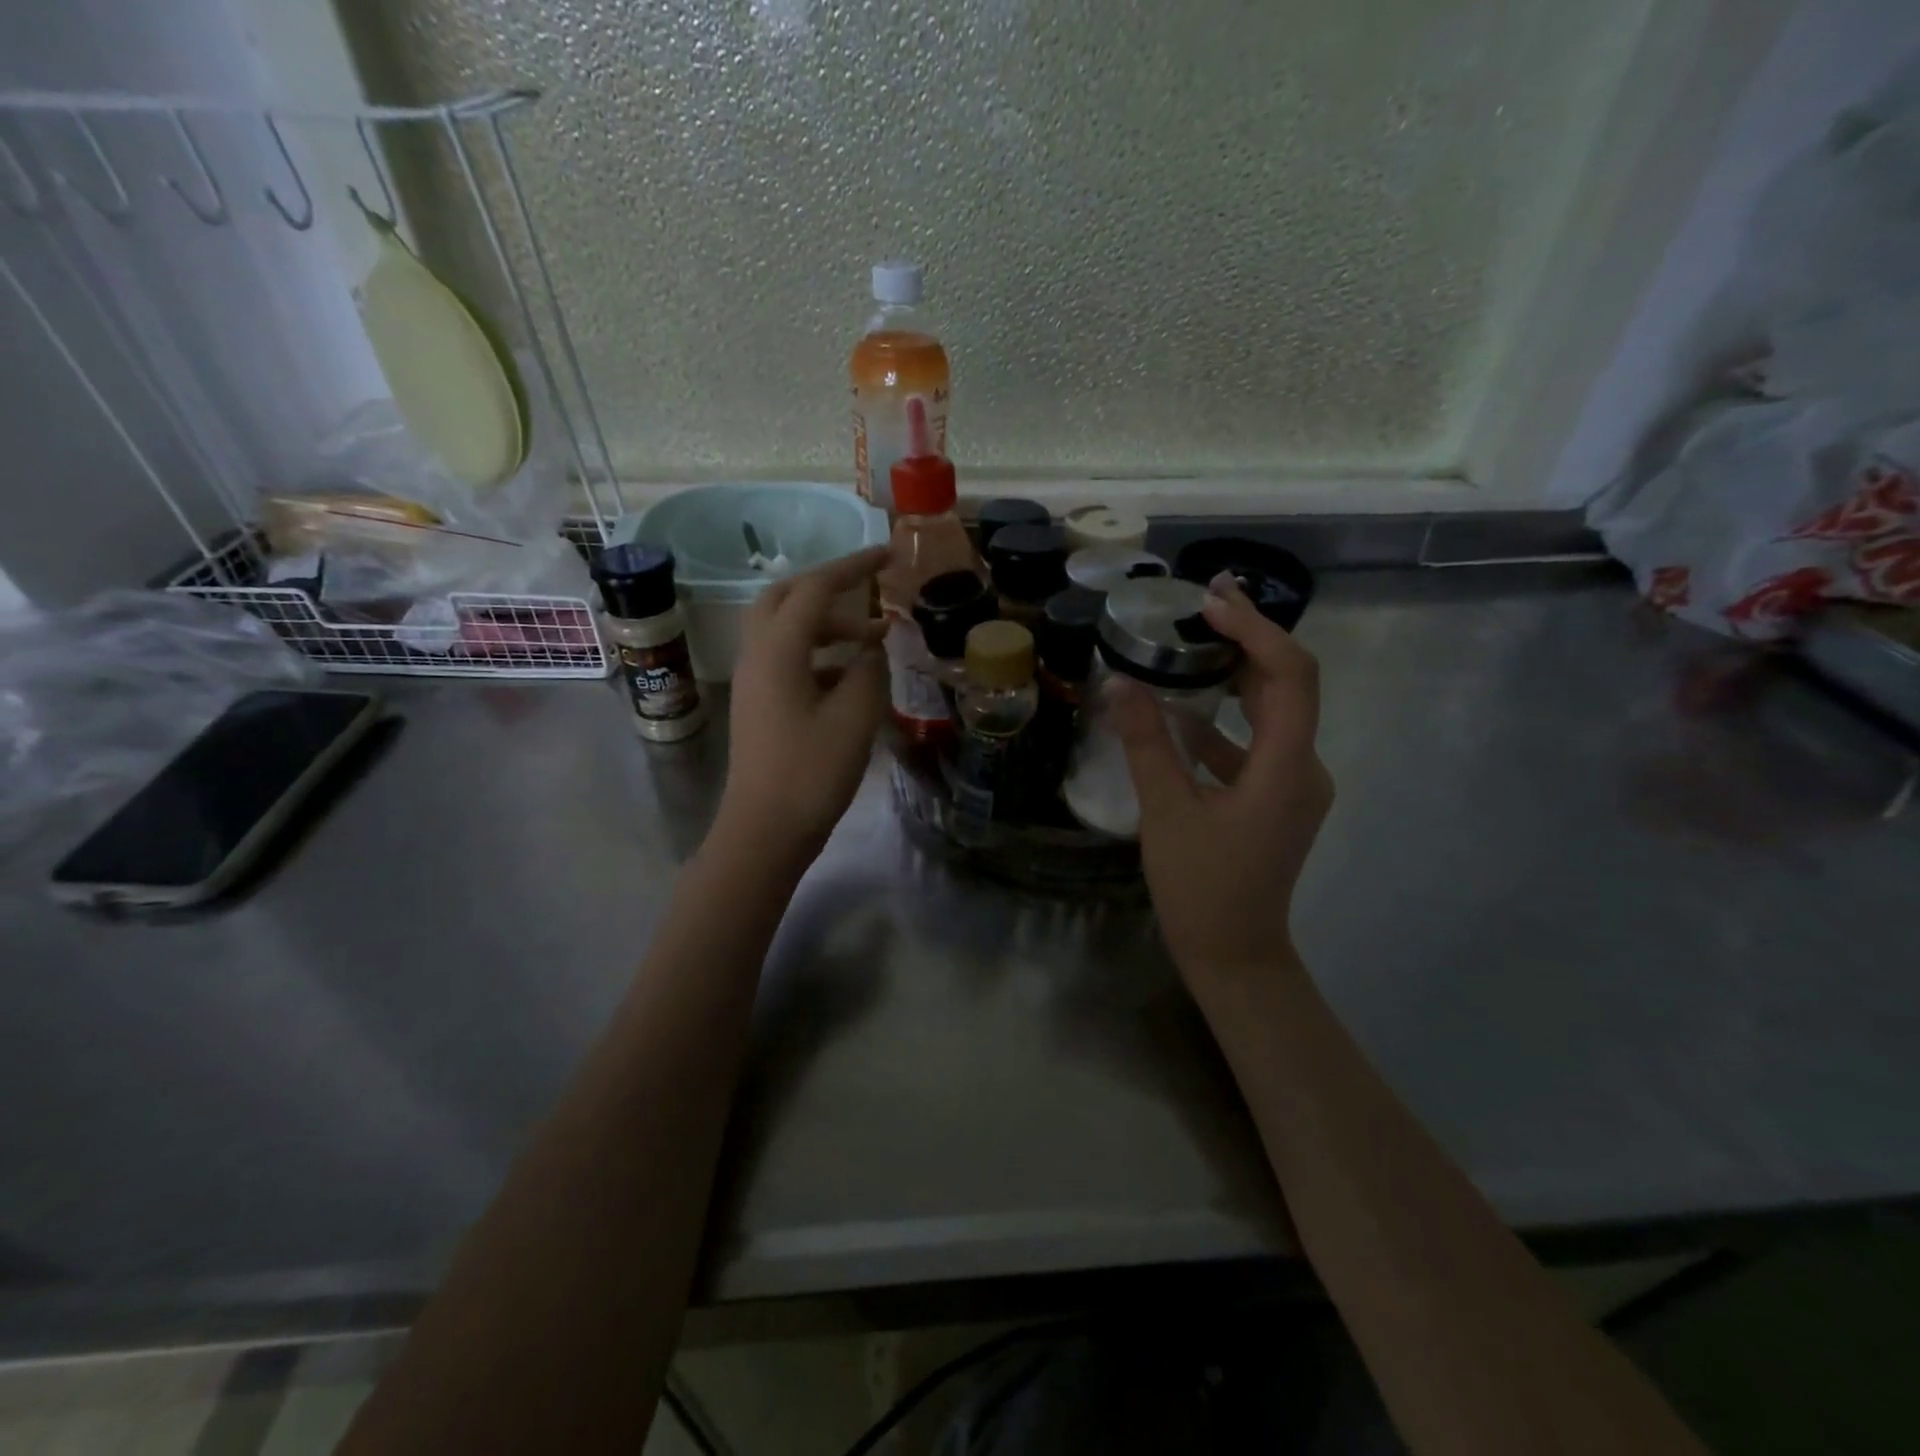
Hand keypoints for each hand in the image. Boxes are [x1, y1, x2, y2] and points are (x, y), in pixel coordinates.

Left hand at [717, 546, 889, 861]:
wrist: (764, 831)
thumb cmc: (811, 772)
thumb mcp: (855, 716)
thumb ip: (868, 669)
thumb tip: (872, 647)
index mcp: (778, 649)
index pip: (815, 589)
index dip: (853, 567)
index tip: (888, 554)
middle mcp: (757, 655)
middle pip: (787, 598)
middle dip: (829, 588)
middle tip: (870, 592)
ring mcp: (753, 681)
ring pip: (786, 630)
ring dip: (827, 626)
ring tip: (873, 642)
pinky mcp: (759, 705)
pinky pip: (787, 659)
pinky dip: (819, 655)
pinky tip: (851, 677)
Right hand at [1110, 573, 1333, 982]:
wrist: (1234, 954)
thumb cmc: (1201, 889)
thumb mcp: (1166, 813)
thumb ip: (1147, 744)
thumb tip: (1121, 683)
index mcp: (1286, 769)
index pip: (1291, 676)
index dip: (1255, 631)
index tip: (1211, 604)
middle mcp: (1304, 768)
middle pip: (1287, 685)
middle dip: (1247, 640)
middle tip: (1200, 605)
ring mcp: (1294, 784)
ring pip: (1272, 712)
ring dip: (1235, 676)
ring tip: (1190, 644)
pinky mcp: (1277, 797)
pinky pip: (1255, 742)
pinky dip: (1222, 720)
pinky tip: (1180, 714)